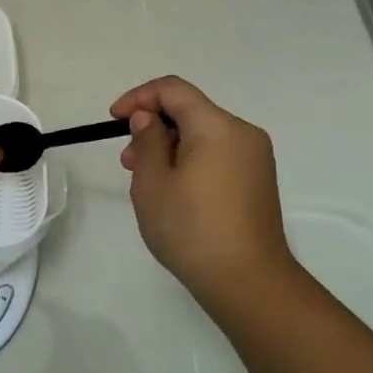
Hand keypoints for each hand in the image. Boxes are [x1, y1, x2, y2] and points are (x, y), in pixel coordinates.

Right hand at [112, 75, 295, 324]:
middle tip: (128, 161)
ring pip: (203, 135)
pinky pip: (217, 155)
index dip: (138, 97)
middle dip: (153, 126)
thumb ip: (147, 140)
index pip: (173, 89)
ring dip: (170, 146)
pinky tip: (175, 193)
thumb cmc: (192, 228)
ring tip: (147, 182)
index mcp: (217, 126)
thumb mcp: (153, 182)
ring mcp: (255, 158)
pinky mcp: (258, 181)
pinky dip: (190, 161)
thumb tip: (148, 118)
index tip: (114, 120)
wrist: (248, 282)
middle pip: (190, 111)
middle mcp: (242, 133)